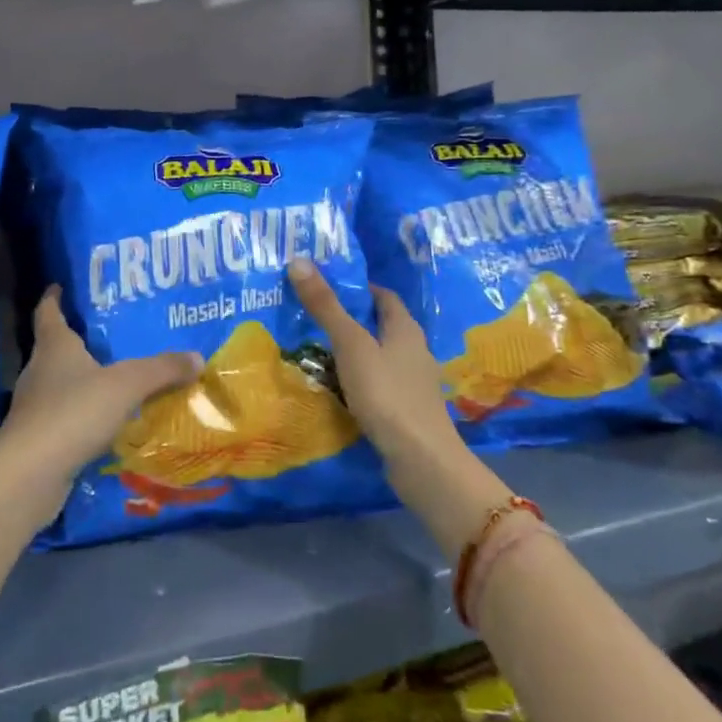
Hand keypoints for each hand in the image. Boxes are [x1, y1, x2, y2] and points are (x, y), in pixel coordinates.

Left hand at [0, 287, 202, 495]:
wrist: (29, 475)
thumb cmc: (74, 412)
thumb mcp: (126, 385)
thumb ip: (161, 369)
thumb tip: (197, 357)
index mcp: (54, 347)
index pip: (48, 312)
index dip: (53, 297)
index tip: (60, 285)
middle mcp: (39, 371)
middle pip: (55, 347)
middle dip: (78, 339)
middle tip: (108, 332)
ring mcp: (34, 407)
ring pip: (60, 384)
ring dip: (82, 380)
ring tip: (114, 377)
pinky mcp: (37, 440)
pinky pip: (65, 417)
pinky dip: (83, 415)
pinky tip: (106, 422)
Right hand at [285, 258, 460, 472]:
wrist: (422, 461)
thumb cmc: (387, 394)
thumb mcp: (351, 345)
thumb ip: (326, 306)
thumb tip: (300, 260)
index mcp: (406, 328)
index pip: (382, 296)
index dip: (356, 288)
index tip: (324, 287)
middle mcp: (414, 350)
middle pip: (380, 326)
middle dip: (349, 320)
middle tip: (310, 317)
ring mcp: (413, 384)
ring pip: (378, 357)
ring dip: (352, 353)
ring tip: (315, 352)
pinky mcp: (407, 411)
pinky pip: (378, 385)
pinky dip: (358, 381)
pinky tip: (336, 389)